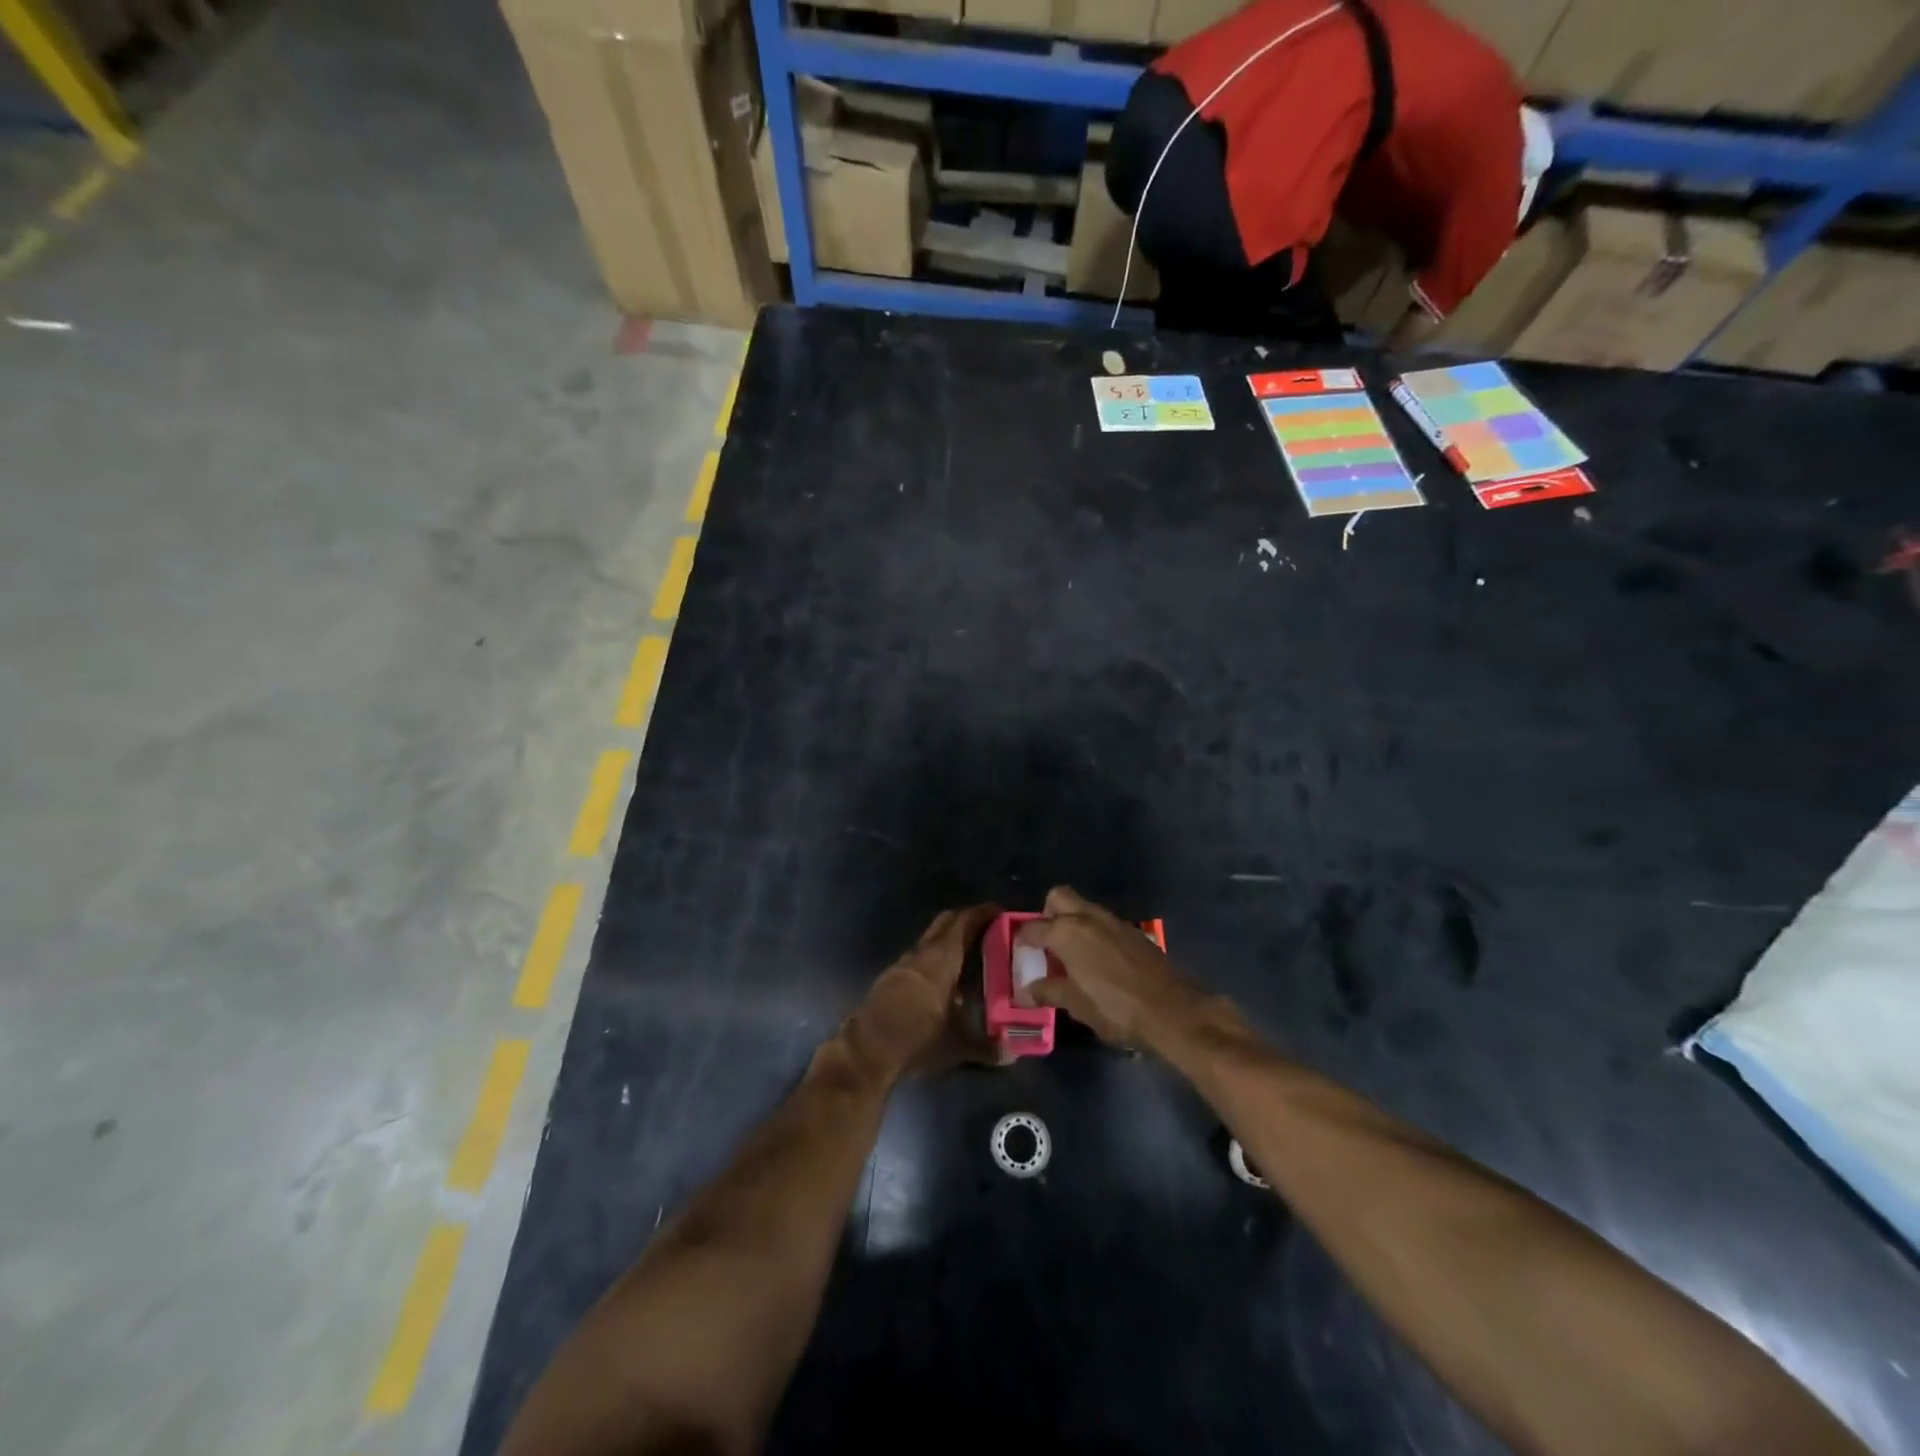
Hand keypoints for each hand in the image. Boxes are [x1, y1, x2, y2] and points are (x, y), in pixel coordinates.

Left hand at [844, 905, 1000, 1082]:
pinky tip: (943, 982)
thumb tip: (1014, 1054)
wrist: (866, 1052)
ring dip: (948, 941)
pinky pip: (918, 958)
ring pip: (930, 940)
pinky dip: (934, 958)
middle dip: (966, 921)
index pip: (964, 922)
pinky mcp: (890, 979)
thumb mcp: (957, 1046)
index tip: (1000, 911)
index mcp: (941, 959)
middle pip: (945, 923)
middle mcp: (921, 953)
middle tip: (988, 930)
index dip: (982, 913)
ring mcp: (902, 964)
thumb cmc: (916, 1038)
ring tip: (970, 957)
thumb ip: (987, 1047)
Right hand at [1016, 886, 1201, 1049]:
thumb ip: (1049, 992)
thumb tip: (1026, 991)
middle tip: (1046, 943)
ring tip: (1071, 956)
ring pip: (1084, 908)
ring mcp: (1114, 921)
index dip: (1022, 940)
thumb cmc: (1116, 1008)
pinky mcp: (1133, 932)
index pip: (1033, 927)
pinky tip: (1098, 961)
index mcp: (1067, 932)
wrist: (1172, 1011)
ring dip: (1073, 923)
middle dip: (1047, 914)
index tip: (1019, 953)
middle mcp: (1088, 917)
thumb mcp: (1076, 1005)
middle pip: (1058, 898)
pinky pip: (1104, 923)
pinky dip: (1094, 933)